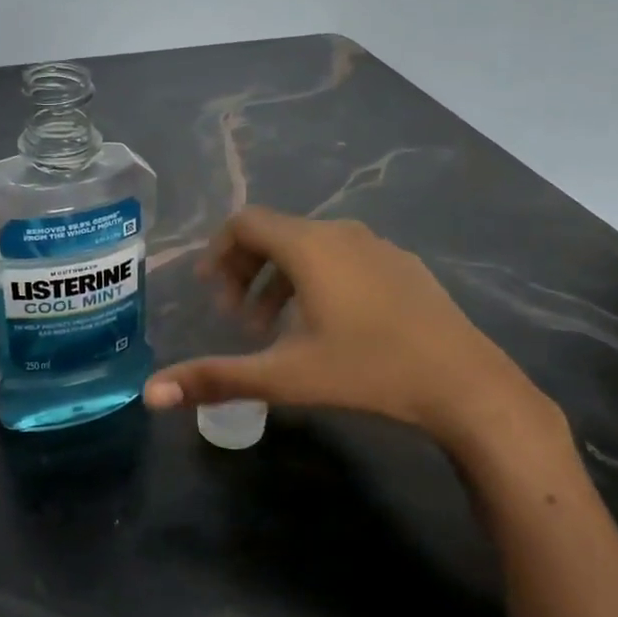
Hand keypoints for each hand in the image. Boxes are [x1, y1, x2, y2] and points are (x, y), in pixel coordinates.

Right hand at [144, 208, 560, 457]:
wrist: (468, 385)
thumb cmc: (369, 371)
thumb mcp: (285, 376)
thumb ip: (216, 378)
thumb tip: (150, 393)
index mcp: (309, 246)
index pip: (245, 223)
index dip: (218, 253)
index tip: (211, 294)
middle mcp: (342, 233)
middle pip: (275, 233)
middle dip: (245, 271)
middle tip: (237, 319)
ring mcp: (379, 246)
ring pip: (310, 247)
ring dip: (279, 280)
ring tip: (275, 329)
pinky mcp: (404, 266)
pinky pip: (344, 258)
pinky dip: (317, 281)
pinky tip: (328, 328)